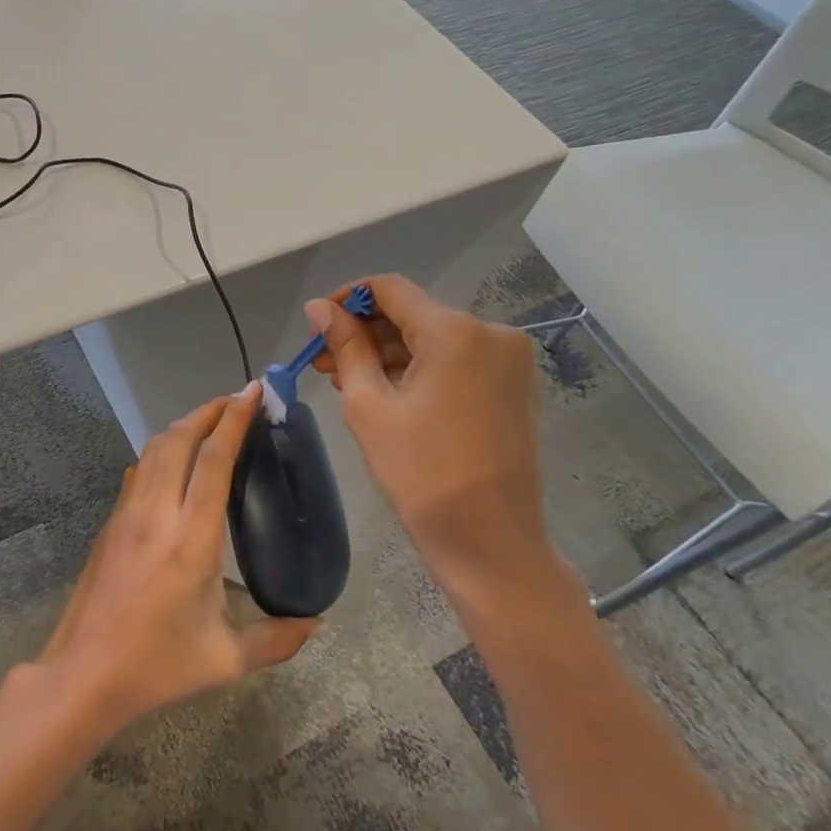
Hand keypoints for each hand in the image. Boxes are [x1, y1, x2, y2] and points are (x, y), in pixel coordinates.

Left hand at [37, 385, 321, 731]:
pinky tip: (175, 459)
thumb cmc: (157, 665)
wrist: (83, 674)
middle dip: (209, 410)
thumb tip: (318, 623)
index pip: (214, 461)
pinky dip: (163, 448)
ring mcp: (128, 513)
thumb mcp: (226, 659)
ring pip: (154, 448)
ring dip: (184, 425)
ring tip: (210, 420)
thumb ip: (278, 639)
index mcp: (192, 540)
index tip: (252, 392)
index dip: (234, 420)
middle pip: (180, 439)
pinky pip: (140, 469)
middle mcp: (157, 513)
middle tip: (237, 399)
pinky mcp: (111, 522)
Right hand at [308, 276, 571, 616]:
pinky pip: (455, 360)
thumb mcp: (369, 405)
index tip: (317, 325)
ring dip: (388, 353)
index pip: (390, 289)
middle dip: (365, 332)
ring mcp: (508, 360)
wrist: (490, 541)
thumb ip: (345, 346)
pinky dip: (418, 369)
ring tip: (346, 380)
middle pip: (412, 313)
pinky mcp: (512, 384)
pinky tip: (385, 391)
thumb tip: (319, 307)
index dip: (347, 299)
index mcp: (455, 332)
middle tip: (323, 361)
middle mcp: (490, 332)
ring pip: (432, 338)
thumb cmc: (421, 473)